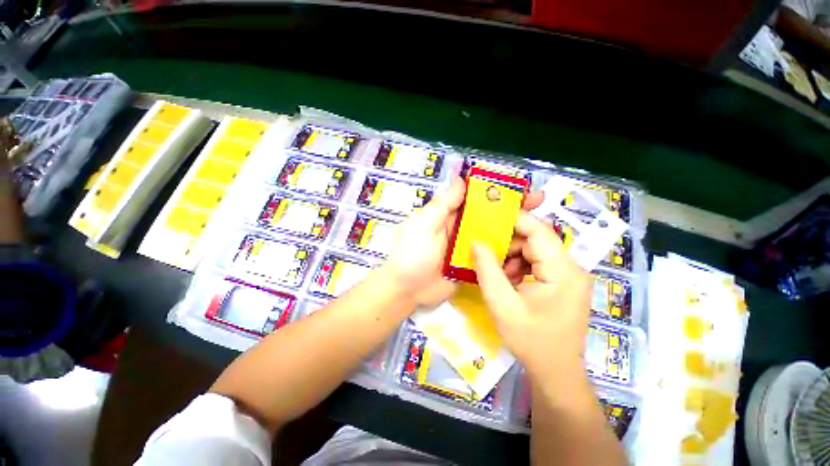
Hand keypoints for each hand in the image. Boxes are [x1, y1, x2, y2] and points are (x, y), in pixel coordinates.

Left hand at [383, 178, 543, 307]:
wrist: (404, 291)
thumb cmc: (410, 254)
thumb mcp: (423, 224)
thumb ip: (443, 204)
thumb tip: (463, 179)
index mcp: (451, 215)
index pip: (480, 199)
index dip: (500, 192)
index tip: (522, 187)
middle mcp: (464, 229)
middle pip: (493, 217)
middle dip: (515, 209)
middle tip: (540, 204)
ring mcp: (470, 250)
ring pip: (496, 237)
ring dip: (516, 232)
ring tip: (541, 229)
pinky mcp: (473, 269)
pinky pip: (493, 259)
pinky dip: (508, 256)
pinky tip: (527, 254)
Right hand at [472, 212, 591, 377]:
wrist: (557, 372)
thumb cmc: (532, 343)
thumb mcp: (505, 308)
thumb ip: (489, 272)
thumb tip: (477, 242)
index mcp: (564, 271)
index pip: (539, 230)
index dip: (513, 221)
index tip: (487, 221)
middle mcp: (575, 268)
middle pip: (541, 241)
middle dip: (513, 245)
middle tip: (488, 257)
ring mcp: (575, 278)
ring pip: (543, 253)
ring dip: (519, 258)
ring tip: (500, 276)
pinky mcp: (572, 286)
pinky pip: (548, 267)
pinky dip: (529, 270)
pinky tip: (514, 284)